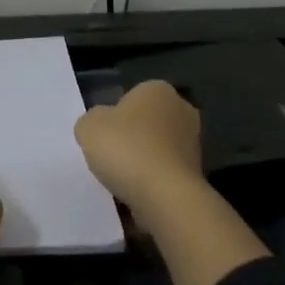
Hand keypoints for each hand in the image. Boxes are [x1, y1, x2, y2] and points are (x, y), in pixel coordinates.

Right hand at [74, 80, 204, 217]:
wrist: (164, 194)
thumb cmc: (126, 149)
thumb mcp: (89, 126)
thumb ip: (92, 120)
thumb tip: (102, 126)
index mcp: (158, 90)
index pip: (131, 97)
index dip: (114, 117)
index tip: (103, 137)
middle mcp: (182, 110)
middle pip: (147, 123)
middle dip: (131, 138)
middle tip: (110, 157)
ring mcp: (193, 143)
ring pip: (157, 149)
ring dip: (142, 161)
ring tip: (121, 180)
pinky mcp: (196, 172)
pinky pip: (164, 173)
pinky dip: (152, 182)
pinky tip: (137, 193)